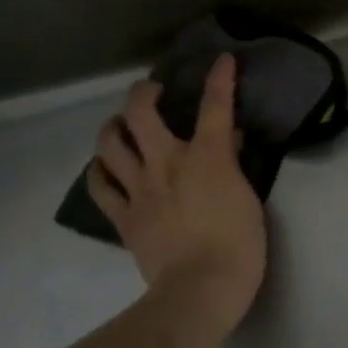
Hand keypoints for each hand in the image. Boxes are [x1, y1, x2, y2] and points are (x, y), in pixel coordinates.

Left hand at [85, 55, 265, 331]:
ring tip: (120, 125)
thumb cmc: (239, 245)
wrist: (201, 288)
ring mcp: (139, 188)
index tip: (222, 60)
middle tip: (151, 92)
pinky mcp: (124, 216)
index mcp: (205, 157)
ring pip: (110, 143)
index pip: (216, 106)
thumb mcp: (248, 199)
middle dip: (144, 93)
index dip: (220, 78)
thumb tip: (228, 141)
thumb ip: (233, 165)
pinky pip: (99, 185)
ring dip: (114, 127)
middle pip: (141, 113)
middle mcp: (166, 163)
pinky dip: (98, 171)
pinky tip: (103, 166)